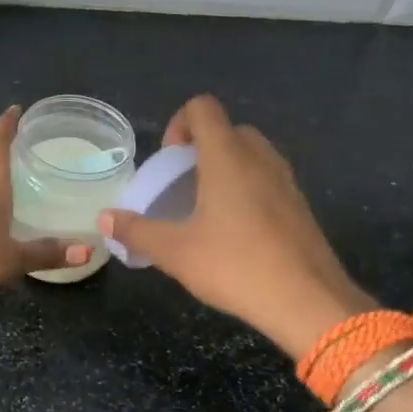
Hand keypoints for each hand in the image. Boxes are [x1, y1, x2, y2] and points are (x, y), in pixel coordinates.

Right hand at [99, 95, 373, 356]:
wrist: (308, 302)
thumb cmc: (235, 266)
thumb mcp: (175, 251)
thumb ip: (136, 231)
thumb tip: (104, 219)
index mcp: (227, 157)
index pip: (202, 108)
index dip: (179, 124)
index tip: (168, 161)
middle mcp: (260, 158)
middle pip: (228, 130)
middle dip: (201, 148)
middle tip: (182, 185)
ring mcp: (286, 181)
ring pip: (252, 155)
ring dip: (225, 169)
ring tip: (205, 209)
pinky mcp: (300, 207)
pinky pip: (268, 180)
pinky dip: (247, 190)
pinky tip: (234, 233)